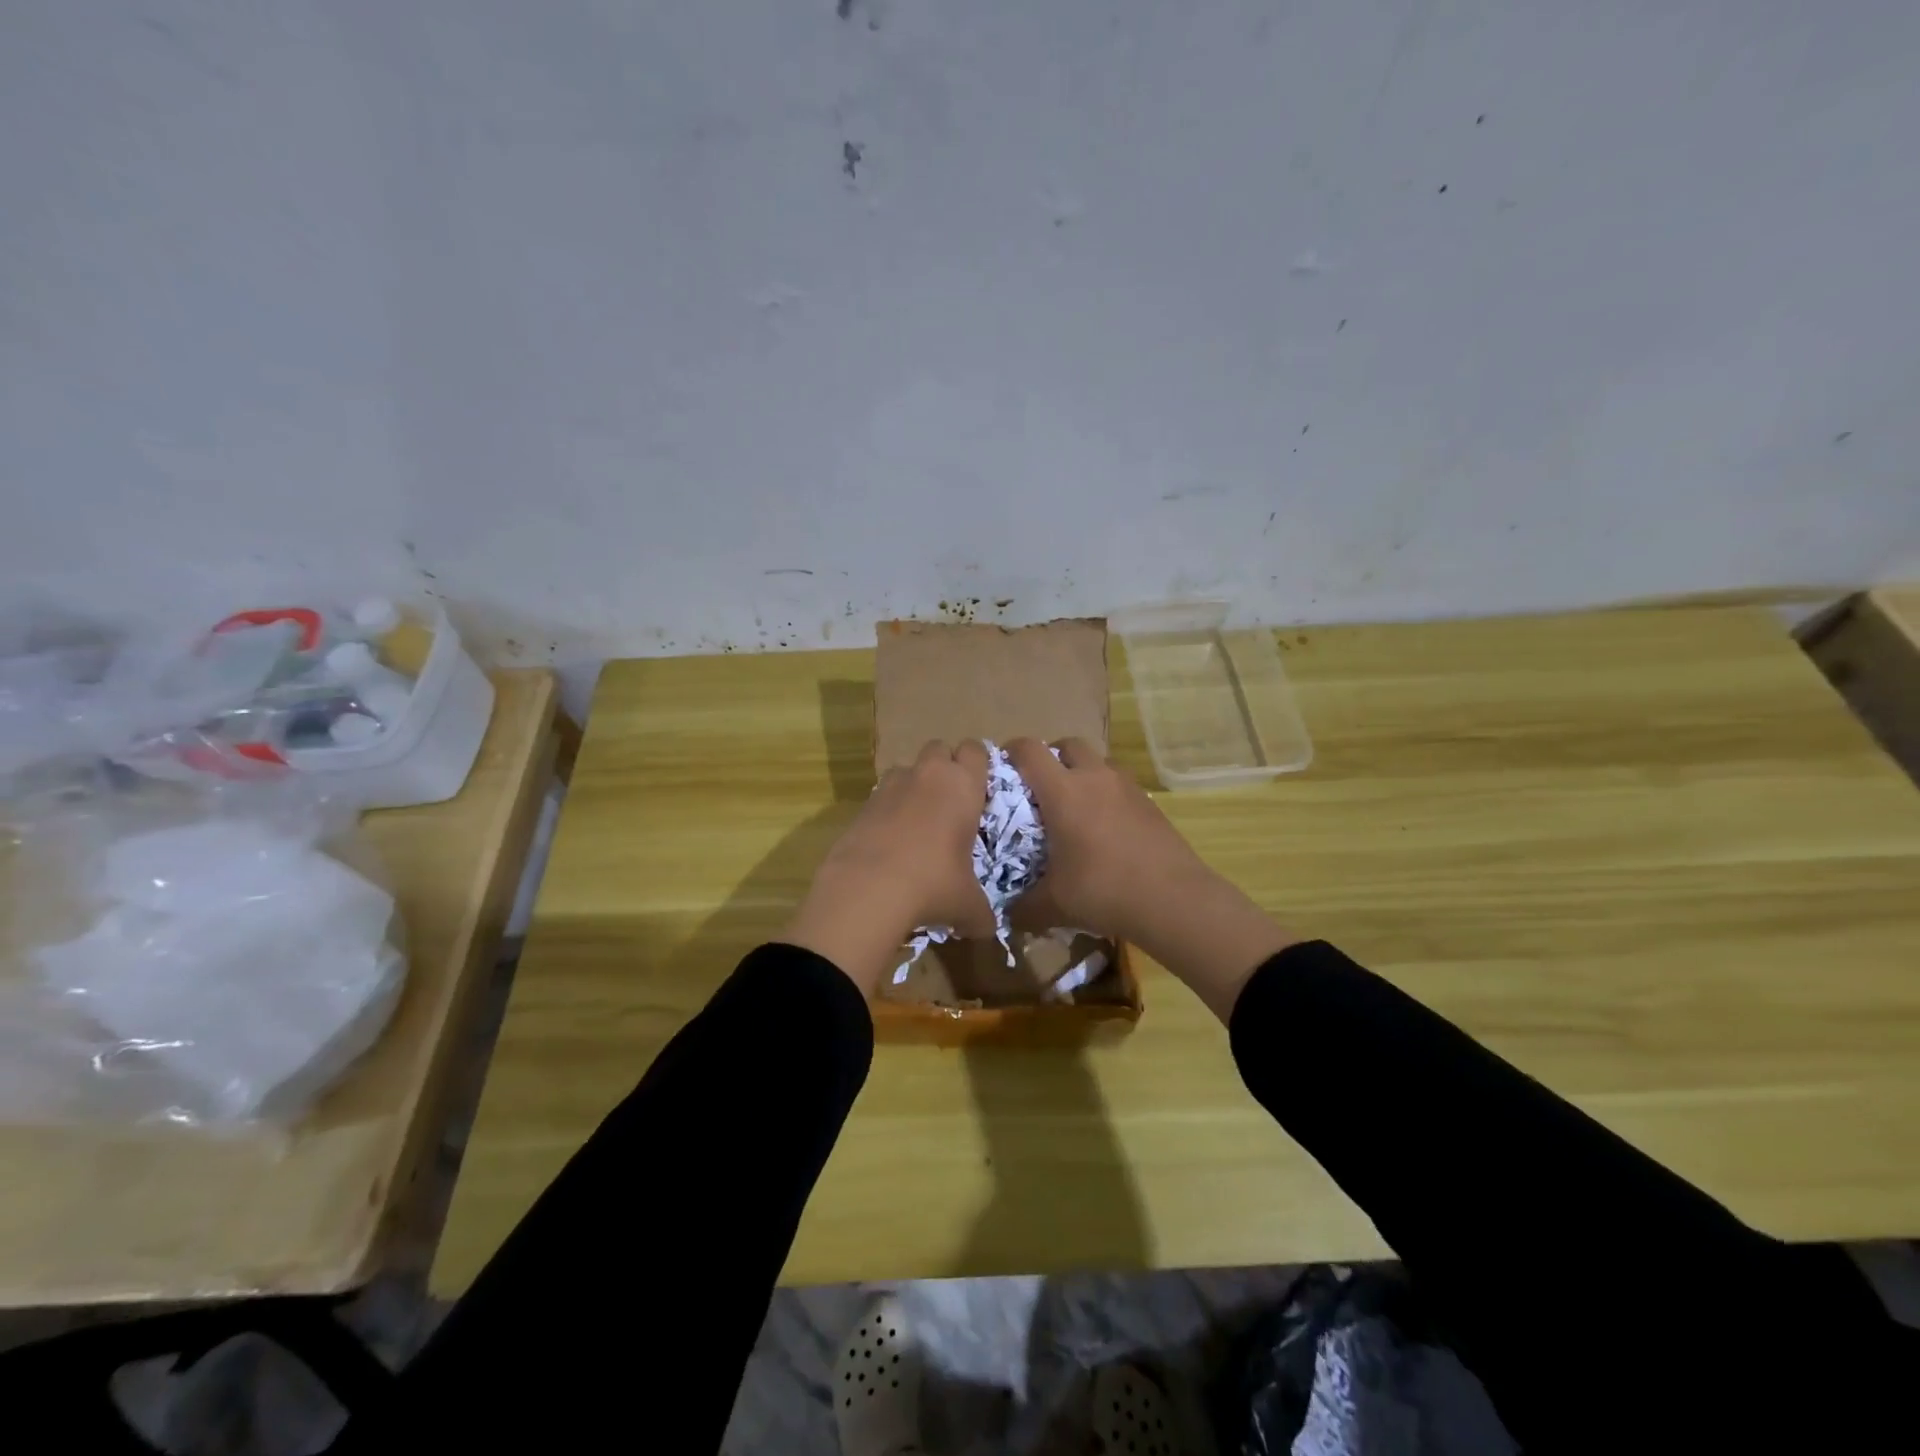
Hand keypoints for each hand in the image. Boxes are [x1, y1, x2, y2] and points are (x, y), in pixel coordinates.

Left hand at [782, 740, 995, 994]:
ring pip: (907, 768)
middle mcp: (928, 775)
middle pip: (939, 748)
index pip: (976, 750)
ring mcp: (891, 785)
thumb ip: (982, 912)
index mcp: (963, 786)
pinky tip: (891, 840)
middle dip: (946, 766)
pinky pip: (882, 794)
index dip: (979, 764)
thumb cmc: (933, 886)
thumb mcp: (968, 905)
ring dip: (915, 784)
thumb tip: (987, 927)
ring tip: (918, 820)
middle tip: (951, 801)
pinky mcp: (862, 803)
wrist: (867, 890)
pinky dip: (889, 808)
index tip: (981, 787)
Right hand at [1005, 737, 1295, 1022]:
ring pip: (1097, 761)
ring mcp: (1126, 786)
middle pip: (1067, 744)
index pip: (1029, 750)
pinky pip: (1119, 783)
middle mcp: (1094, 777)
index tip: (1001, 766)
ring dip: (1082, 772)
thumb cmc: (1103, 891)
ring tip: (1074, 805)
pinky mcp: (1149, 802)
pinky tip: (1104, 827)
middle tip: (1040, 786)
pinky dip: (1106, 793)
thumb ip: (1023, 906)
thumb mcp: (1054, 904)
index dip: (1011, 751)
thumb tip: (1006, 915)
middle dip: (1051, 757)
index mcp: (1062, 791)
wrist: (1173, 900)